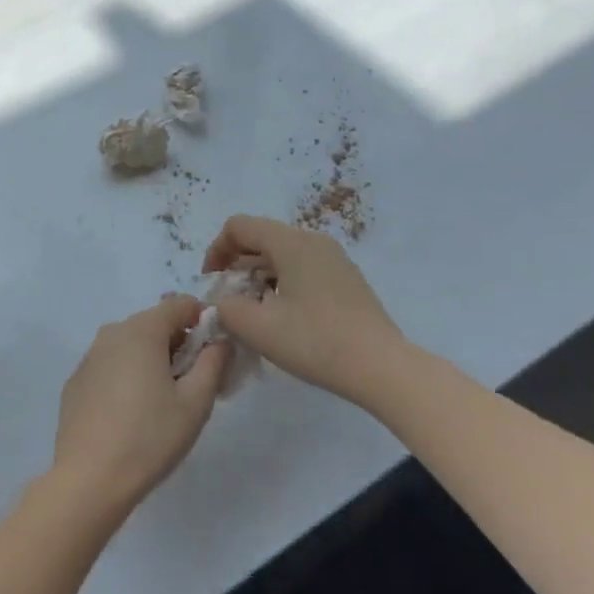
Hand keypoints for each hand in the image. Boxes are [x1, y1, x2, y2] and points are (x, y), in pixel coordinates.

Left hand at [52, 296, 230, 518]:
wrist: (88, 480)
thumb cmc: (149, 438)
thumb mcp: (195, 403)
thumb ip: (213, 363)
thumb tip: (220, 341)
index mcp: (142, 330)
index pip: (180, 304)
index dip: (202, 321)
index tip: (213, 353)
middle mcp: (112, 332)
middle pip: (155, 323)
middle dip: (178, 344)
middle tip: (193, 384)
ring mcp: (90, 356)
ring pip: (131, 344)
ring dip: (152, 360)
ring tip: (163, 402)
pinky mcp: (76, 381)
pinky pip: (111, 365)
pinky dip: (127, 375)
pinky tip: (131, 414)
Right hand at [203, 216, 407, 405]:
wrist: (382, 367)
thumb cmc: (317, 342)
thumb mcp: (260, 329)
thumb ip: (228, 309)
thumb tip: (223, 303)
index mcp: (291, 242)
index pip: (239, 226)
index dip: (216, 250)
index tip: (211, 284)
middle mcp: (313, 240)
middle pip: (261, 238)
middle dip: (236, 265)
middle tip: (228, 301)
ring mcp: (333, 258)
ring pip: (282, 255)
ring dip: (258, 276)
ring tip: (252, 312)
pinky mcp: (345, 279)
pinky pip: (302, 268)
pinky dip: (281, 283)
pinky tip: (282, 317)